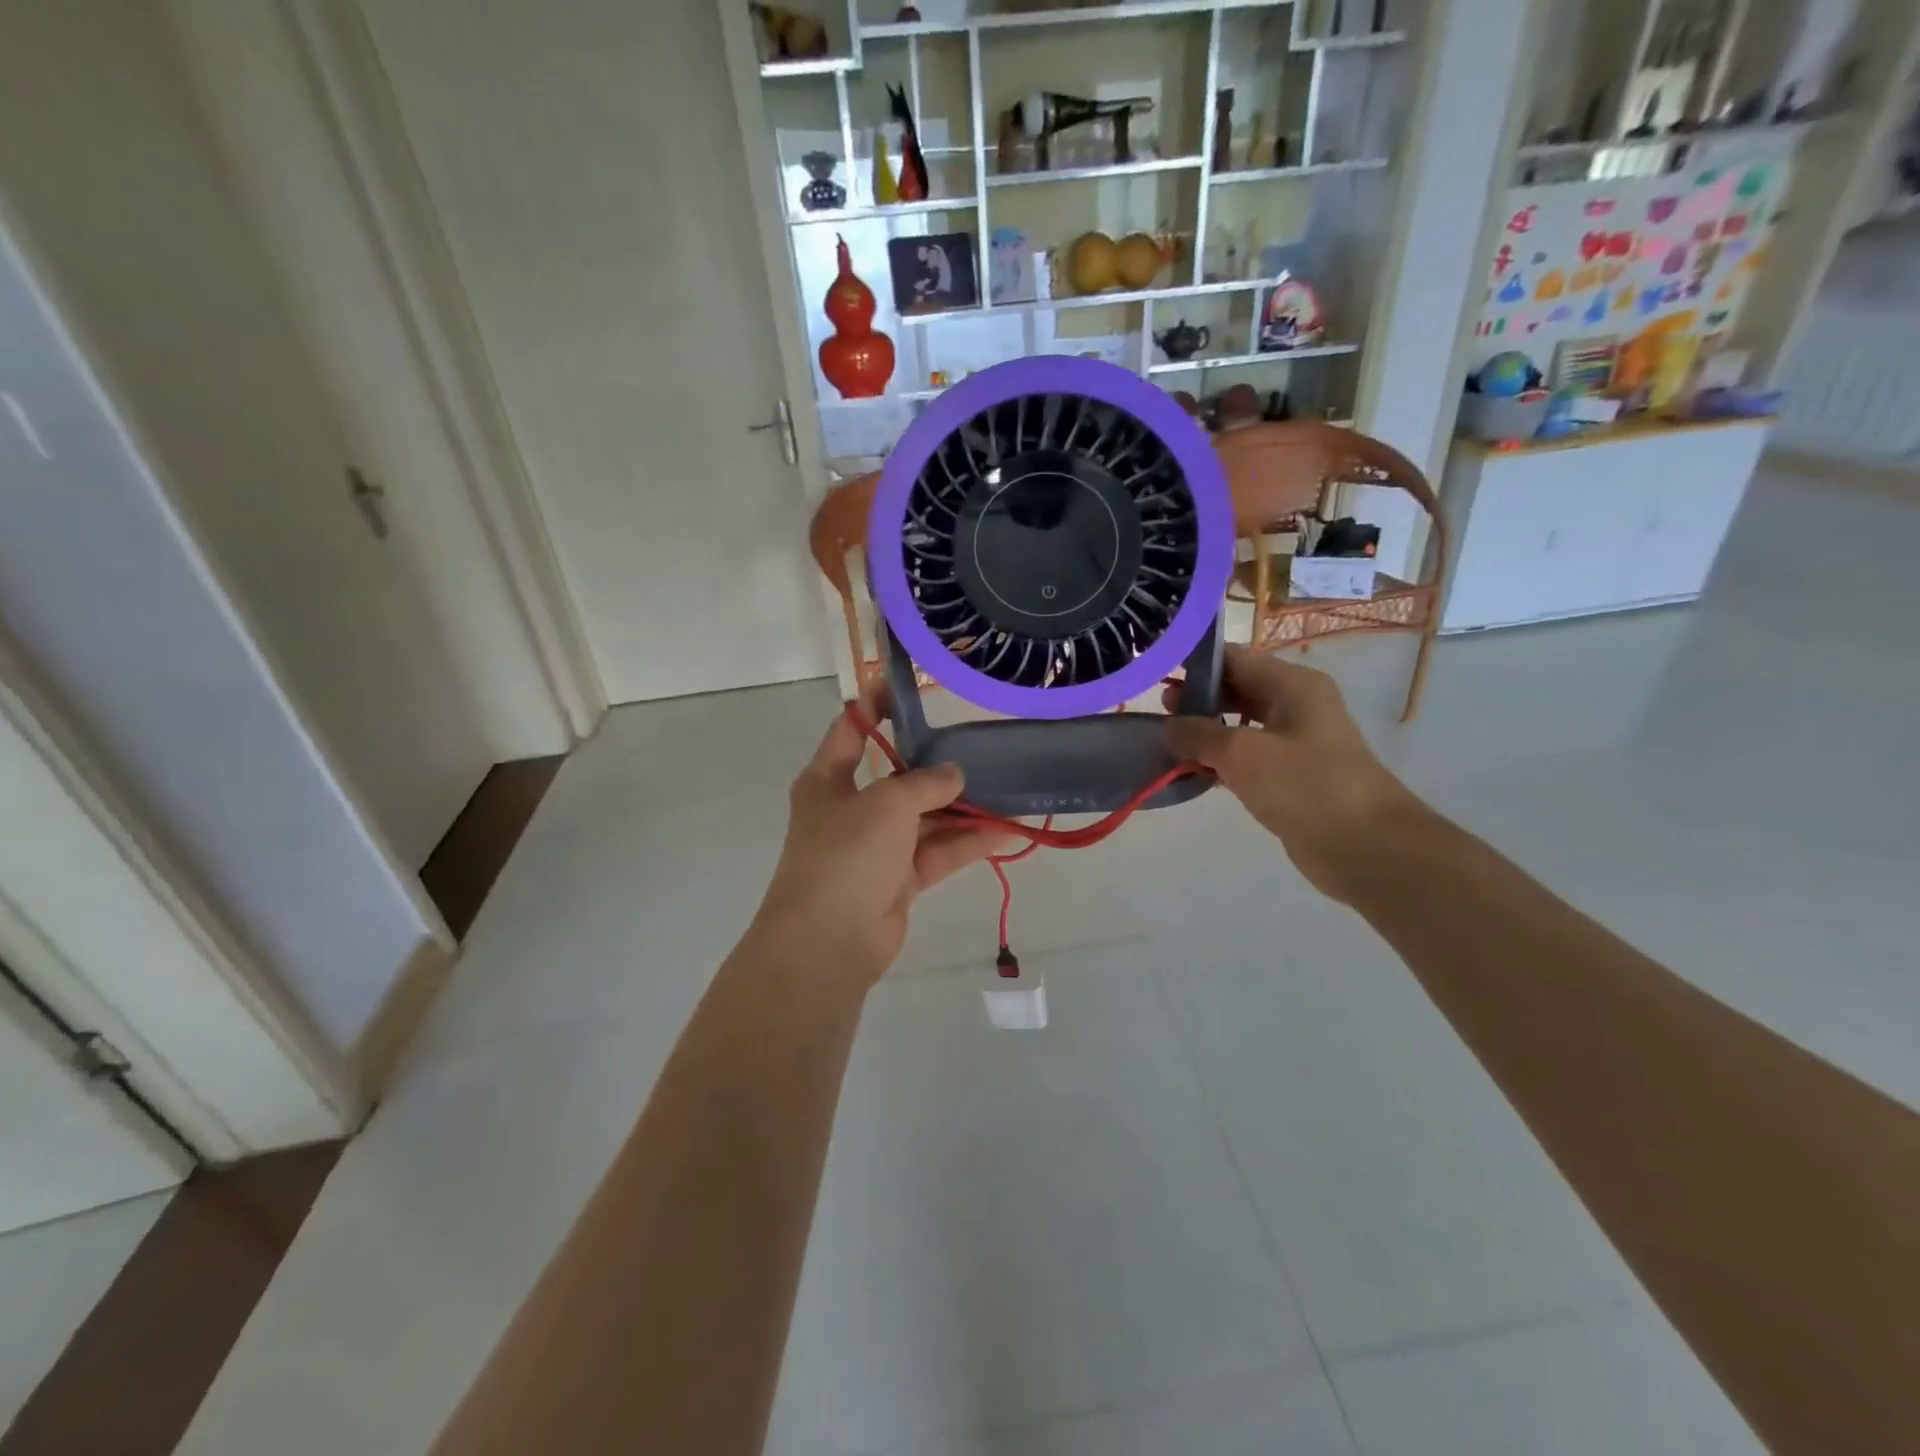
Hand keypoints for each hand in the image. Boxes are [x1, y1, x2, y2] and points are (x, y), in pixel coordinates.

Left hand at [746, 684, 1012, 991]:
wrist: (828, 941)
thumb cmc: (846, 854)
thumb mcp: (887, 803)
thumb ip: (925, 783)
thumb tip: (955, 774)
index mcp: (828, 780)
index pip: (852, 729)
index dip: (877, 705)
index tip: (911, 688)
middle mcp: (850, 809)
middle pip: (897, 777)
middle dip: (936, 765)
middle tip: (977, 745)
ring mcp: (875, 848)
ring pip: (924, 818)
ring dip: (962, 808)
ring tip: (1006, 789)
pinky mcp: (898, 881)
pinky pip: (937, 853)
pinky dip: (966, 843)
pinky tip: (1005, 831)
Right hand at [1163, 646, 1424, 902]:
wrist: (1364, 847)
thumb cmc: (1305, 786)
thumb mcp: (1242, 753)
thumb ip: (1199, 734)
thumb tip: (1168, 727)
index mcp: (1293, 685)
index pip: (1235, 659)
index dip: (1194, 663)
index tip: (1155, 672)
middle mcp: (1296, 706)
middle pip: (1238, 690)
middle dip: (1197, 698)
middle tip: (1156, 711)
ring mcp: (1295, 742)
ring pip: (1241, 725)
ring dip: (1206, 732)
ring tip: (1166, 741)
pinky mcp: (1290, 776)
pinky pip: (1247, 757)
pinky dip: (1220, 760)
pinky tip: (1191, 771)